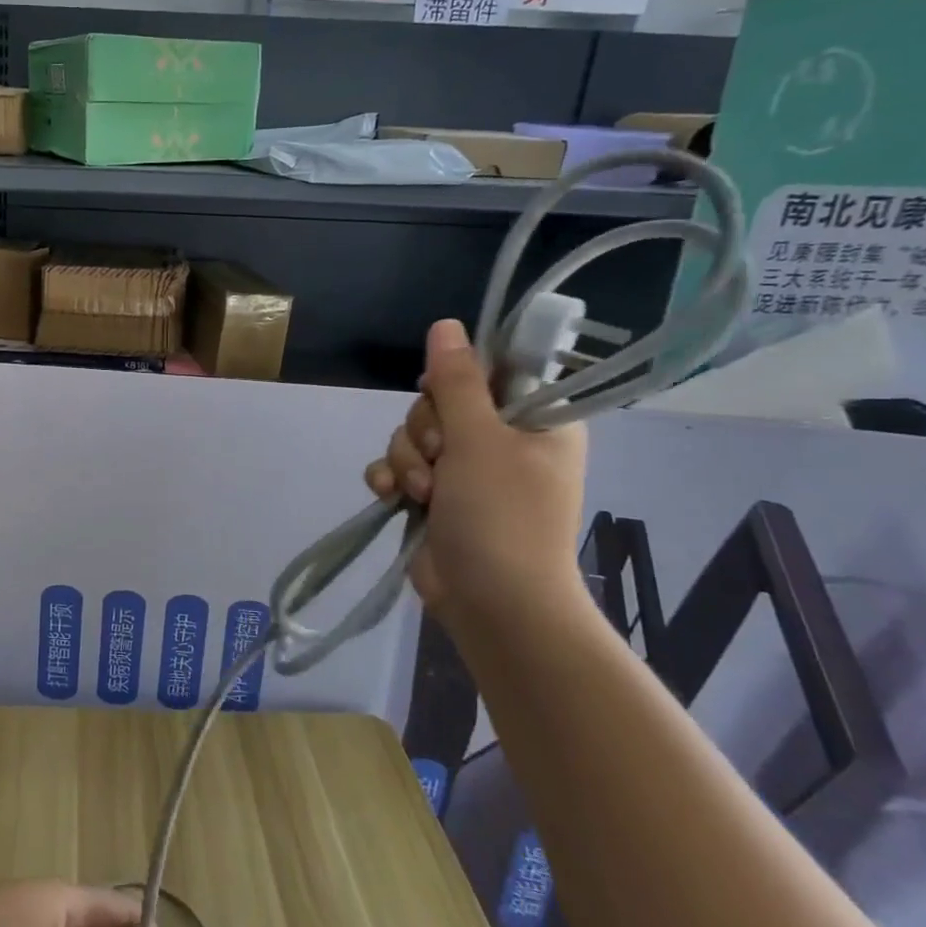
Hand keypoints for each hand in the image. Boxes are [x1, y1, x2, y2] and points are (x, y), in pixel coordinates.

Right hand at [366, 318, 585, 628]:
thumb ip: (458, 380)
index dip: (459, 377)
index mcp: (534, 421)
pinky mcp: (435, 497)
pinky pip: (400, 466)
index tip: (444, 394)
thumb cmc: (501, 514)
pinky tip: (391, 495)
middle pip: (441, 402)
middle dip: (426, 430)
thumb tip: (446, 324)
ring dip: (408, 460)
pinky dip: (392, 479)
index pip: (493, 372)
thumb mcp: (479, 438)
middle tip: (440, 458)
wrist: (491, 602)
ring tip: (421, 493)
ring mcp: (465, 472)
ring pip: (414, 435)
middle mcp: (501, 441)